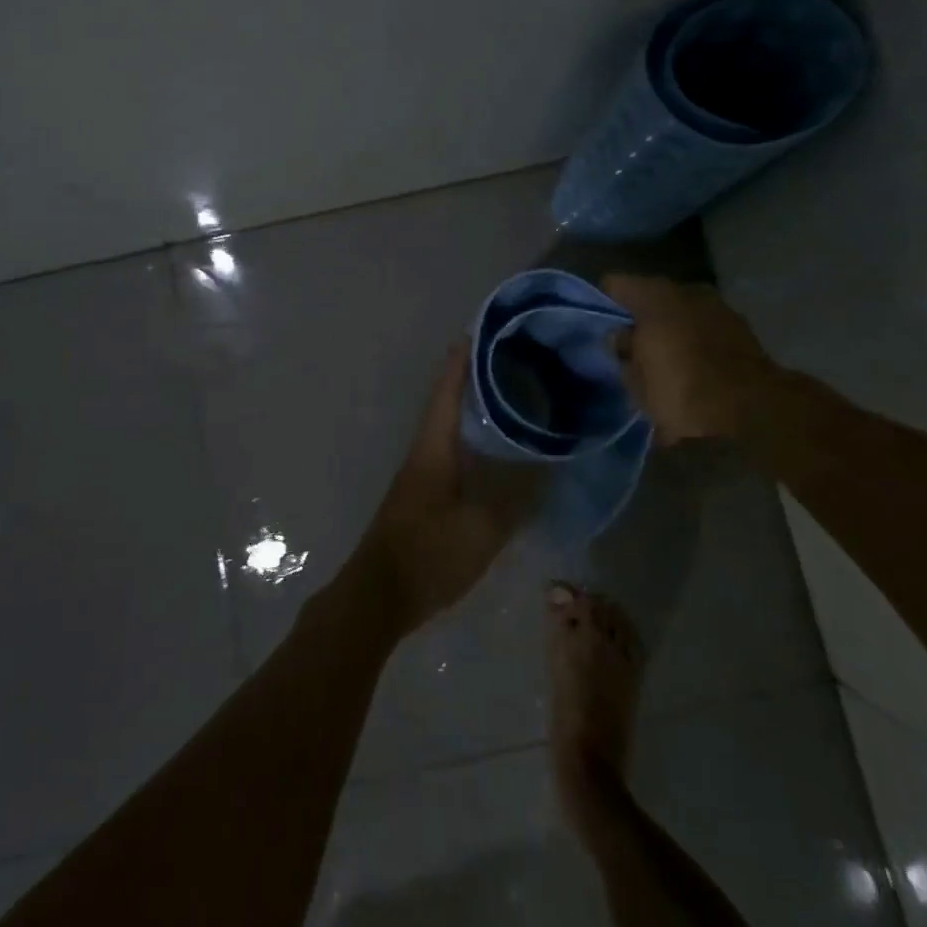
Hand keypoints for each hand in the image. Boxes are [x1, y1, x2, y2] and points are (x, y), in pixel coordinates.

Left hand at [348, 344, 541, 632]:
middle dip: (472, 378)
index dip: (462, 360)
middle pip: (447, 403)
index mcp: (433, 448)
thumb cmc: (428, 554)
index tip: (479, 331)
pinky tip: (495, 450)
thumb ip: (517, 499)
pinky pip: (451, 452)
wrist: (378, 595)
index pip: (447, 391)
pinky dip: (472, 439)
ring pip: (448, 428)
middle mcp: (423, 452)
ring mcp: (420, 474)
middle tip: (510, 362)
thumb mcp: (482, 529)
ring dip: (472, 408)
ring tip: (510, 397)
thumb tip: (548, 469)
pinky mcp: (423, 495)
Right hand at [602, 276, 781, 442]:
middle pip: (653, 299)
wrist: (750, 413)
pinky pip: (704, 334)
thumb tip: (621, 337)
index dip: (604, 300)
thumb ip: (623, 349)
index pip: (618, 284)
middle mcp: (689, 292)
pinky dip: (693, 346)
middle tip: (627, 343)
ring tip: (657, 359)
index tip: (595, 321)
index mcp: (658, 295)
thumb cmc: (681, 387)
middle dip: (641, 317)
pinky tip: (686, 369)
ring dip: (670, 332)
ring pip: (682, 315)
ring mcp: (720, 310)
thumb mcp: (635, 375)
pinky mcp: (743, 334)